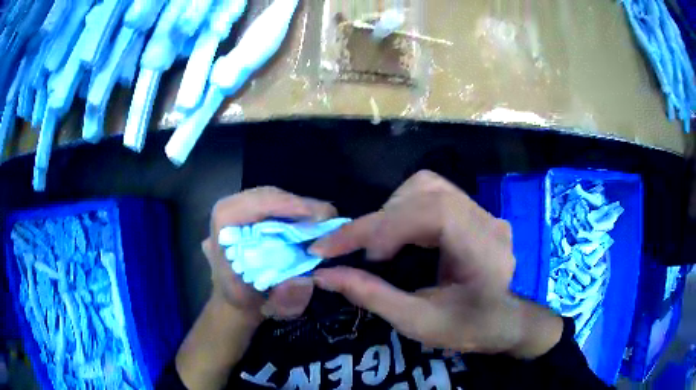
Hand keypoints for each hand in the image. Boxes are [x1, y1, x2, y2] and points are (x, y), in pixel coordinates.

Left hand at [204, 186, 336, 321]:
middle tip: (325, 217)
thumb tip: (308, 279)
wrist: (237, 300)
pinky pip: (270, 201)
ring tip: (319, 218)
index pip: (248, 207)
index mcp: (221, 235)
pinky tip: (307, 219)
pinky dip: (291, 207)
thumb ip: (287, 299)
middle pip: (262, 196)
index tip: (316, 215)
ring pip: (267, 195)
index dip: (282, 206)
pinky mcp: (245, 211)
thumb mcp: (270, 309)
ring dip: (295, 204)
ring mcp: (233, 210)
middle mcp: (223, 216)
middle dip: (295, 204)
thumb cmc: (250, 304)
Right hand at [310, 170, 562, 357]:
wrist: (503, 322)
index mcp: (482, 249)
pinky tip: (397, 233)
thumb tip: (323, 275)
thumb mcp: (417, 322)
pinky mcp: (473, 211)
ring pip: (427, 186)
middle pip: (426, 191)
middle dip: (380, 218)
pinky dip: (404, 208)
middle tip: (351, 249)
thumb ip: (371, 295)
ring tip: (376, 242)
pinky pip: (432, 194)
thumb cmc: (467, 328)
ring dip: (392, 208)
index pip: (431, 214)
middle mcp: (486, 220)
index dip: (381, 225)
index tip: (336, 249)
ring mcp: (482, 211)